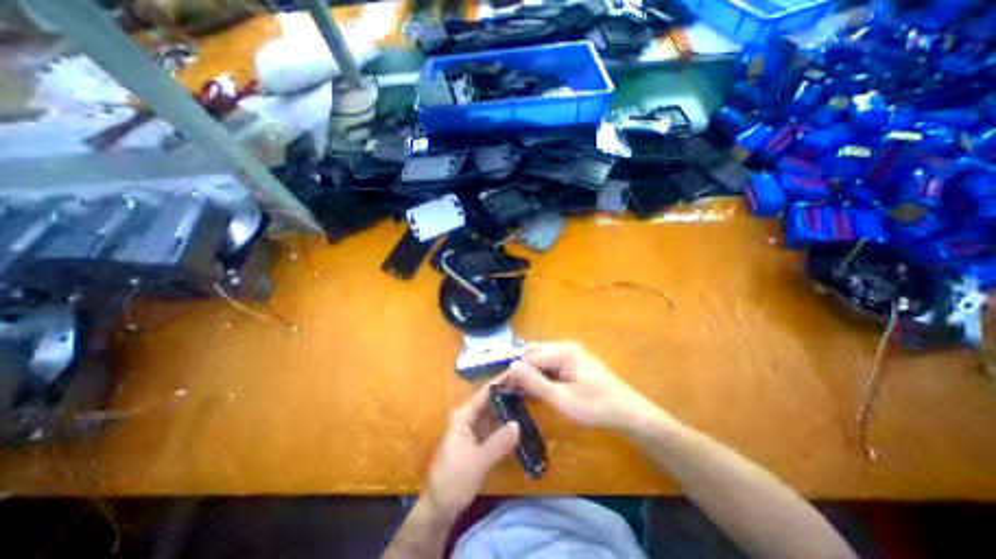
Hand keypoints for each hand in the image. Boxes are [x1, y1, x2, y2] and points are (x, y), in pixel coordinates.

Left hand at [424, 384, 520, 519]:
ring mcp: (474, 429)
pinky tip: (520, 416)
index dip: (500, 381)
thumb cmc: (454, 480)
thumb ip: (498, 442)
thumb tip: (518, 424)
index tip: (516, 370)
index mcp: (462, 416)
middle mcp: (468, 418)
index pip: (484, 393)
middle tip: (527, 380)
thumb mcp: (477, 461)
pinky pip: (495, 426)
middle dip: (506, 390)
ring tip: (527, 393)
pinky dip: (506, 421)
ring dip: (508, 404)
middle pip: (490, 400)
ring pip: (493, 412)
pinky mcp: (479, 441)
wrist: (441, 507)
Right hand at [502, 341, 662, 432]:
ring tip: (517, 388)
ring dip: (529, 371)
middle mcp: (565, 347)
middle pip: (534, 352)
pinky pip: (550, 364)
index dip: (513, 371)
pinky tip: (534, 386)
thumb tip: (512, 367)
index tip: (498, 384)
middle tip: (507, 387)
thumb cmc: (596, 406)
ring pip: (541, 357)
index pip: (530, 357)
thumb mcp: (562, 398)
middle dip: (520, 368)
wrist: (628, 412)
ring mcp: (570, 353)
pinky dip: (540, 374)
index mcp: (563, 351)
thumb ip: (536, 382)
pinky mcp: (573, 362)